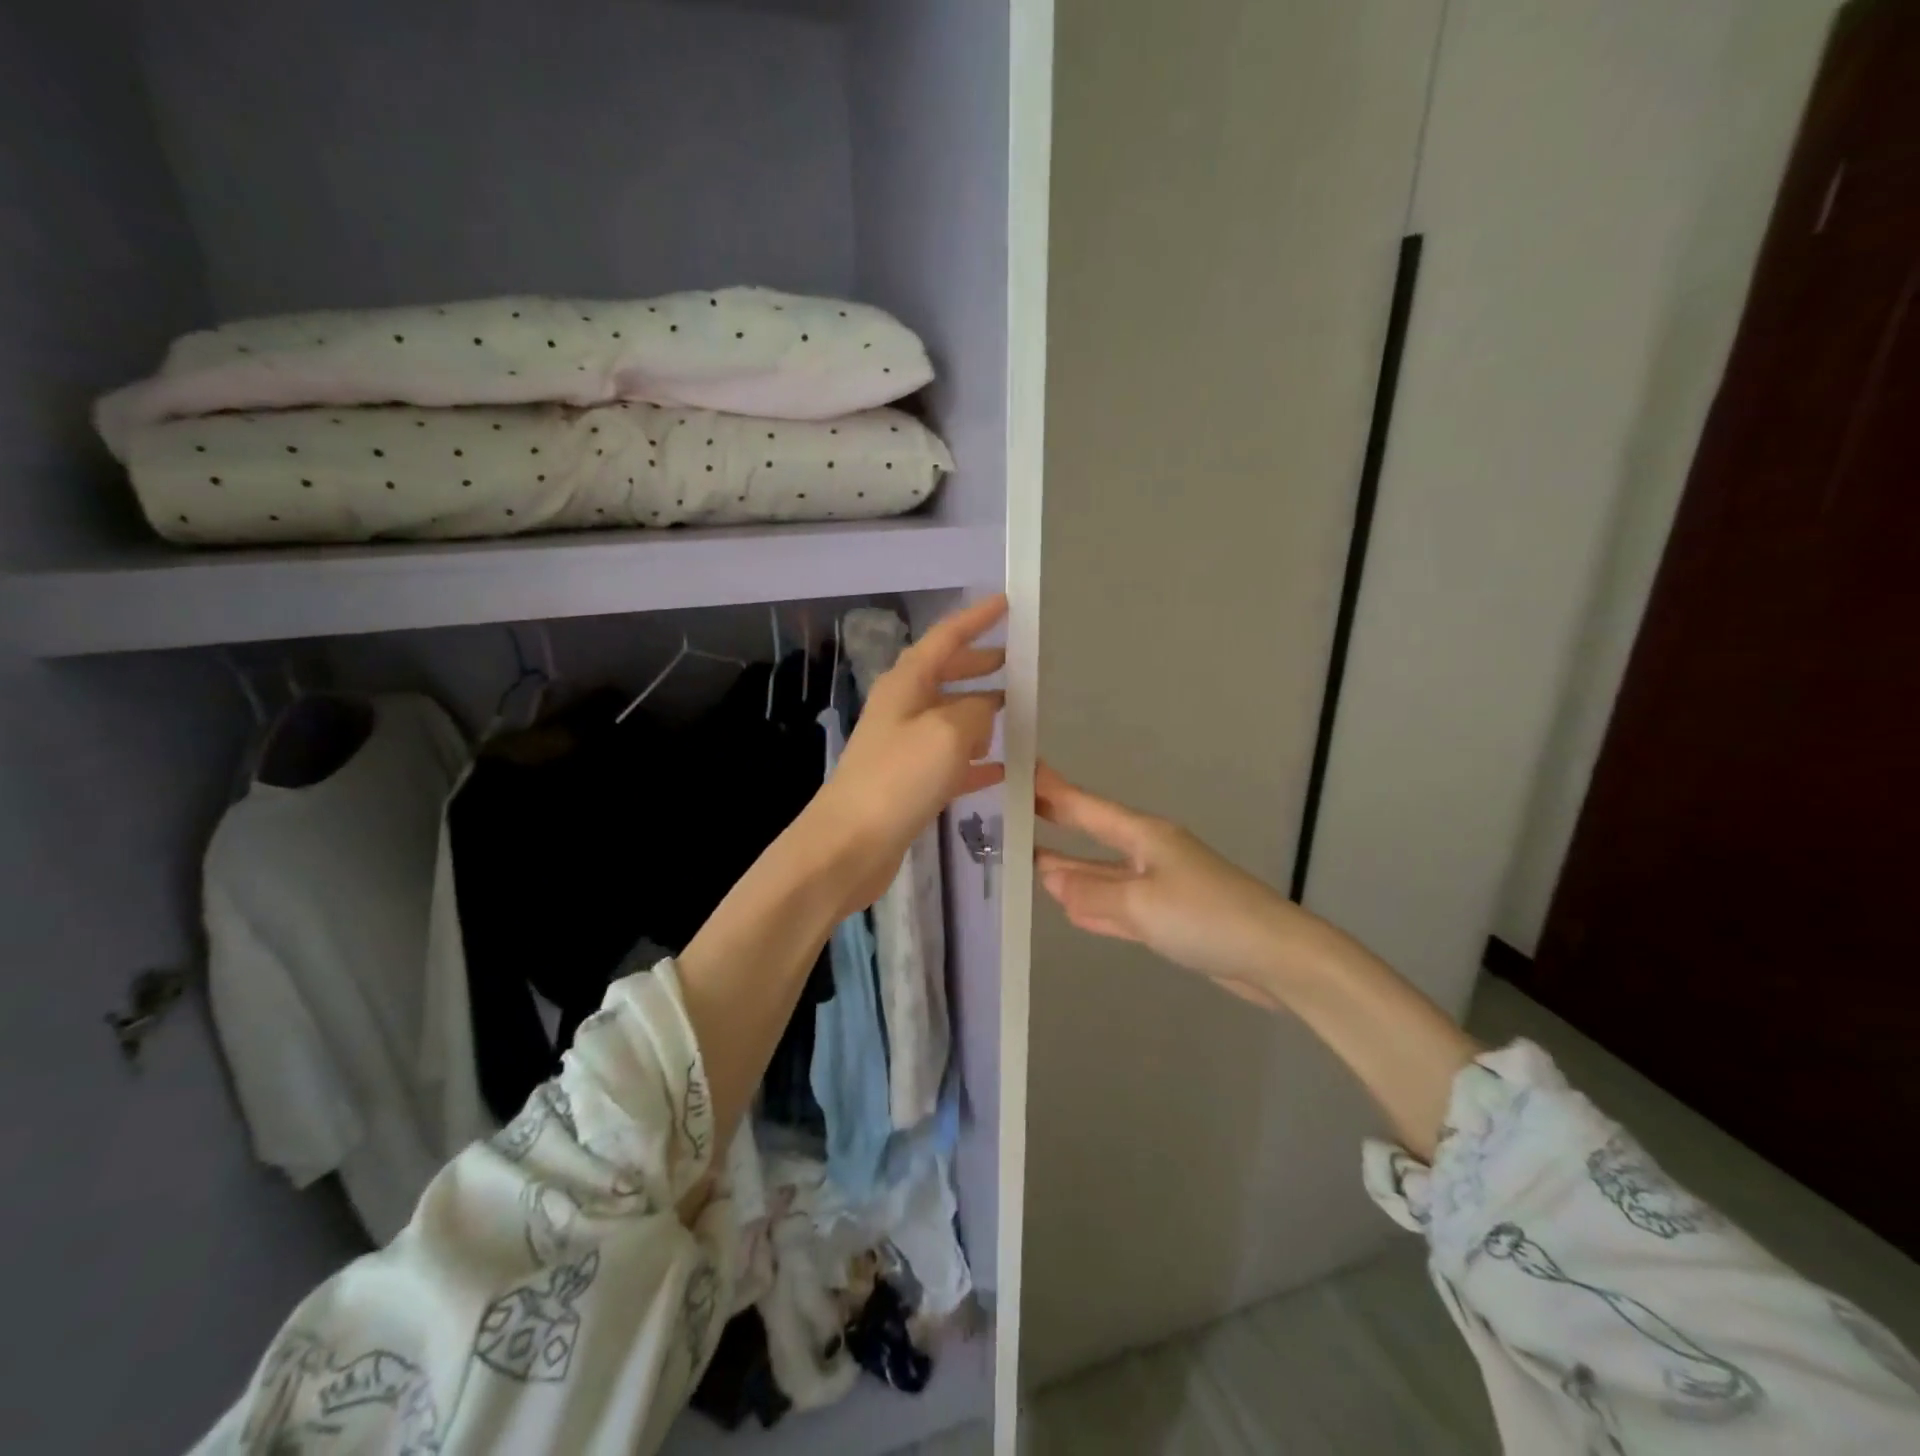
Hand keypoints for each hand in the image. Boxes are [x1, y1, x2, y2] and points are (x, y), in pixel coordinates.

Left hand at [807, 595, 1006, 915]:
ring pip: (949, 718)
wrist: (850, 844)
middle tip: (1014, 661)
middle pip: (944, 675)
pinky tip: (1003, 769)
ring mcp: (903, 748)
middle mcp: (901, 709)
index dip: (975, 619)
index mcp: (906, 684)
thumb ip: (976, 711)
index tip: (1005, 603)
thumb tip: (985, 710)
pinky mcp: (908, 785)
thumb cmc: (898, 778)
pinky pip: (950, 762)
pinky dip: (977, 760)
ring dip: (980, 712)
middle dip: (977, 664)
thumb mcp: (948, 732)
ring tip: (1015, 712)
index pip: (945, 638)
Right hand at [1034, 764, 1328, 1008]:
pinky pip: (1118, 908)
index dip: (1053, 791)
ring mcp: (1159, 888)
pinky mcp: (1168, 920)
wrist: (1274, 956)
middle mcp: (1148, 855)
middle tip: (1013, 823)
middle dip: (1056, 831)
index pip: (1086, 808)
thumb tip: (1050, 881)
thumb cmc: (1205, 916)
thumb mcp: (1140, 904)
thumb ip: (1090, 894)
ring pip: (1103, 877)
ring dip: (1070, 874)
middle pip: (1092, 840)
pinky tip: (1070, 910)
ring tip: (1029, 866)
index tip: (1022, 773)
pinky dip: (1094, 907)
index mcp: (1144, 836)